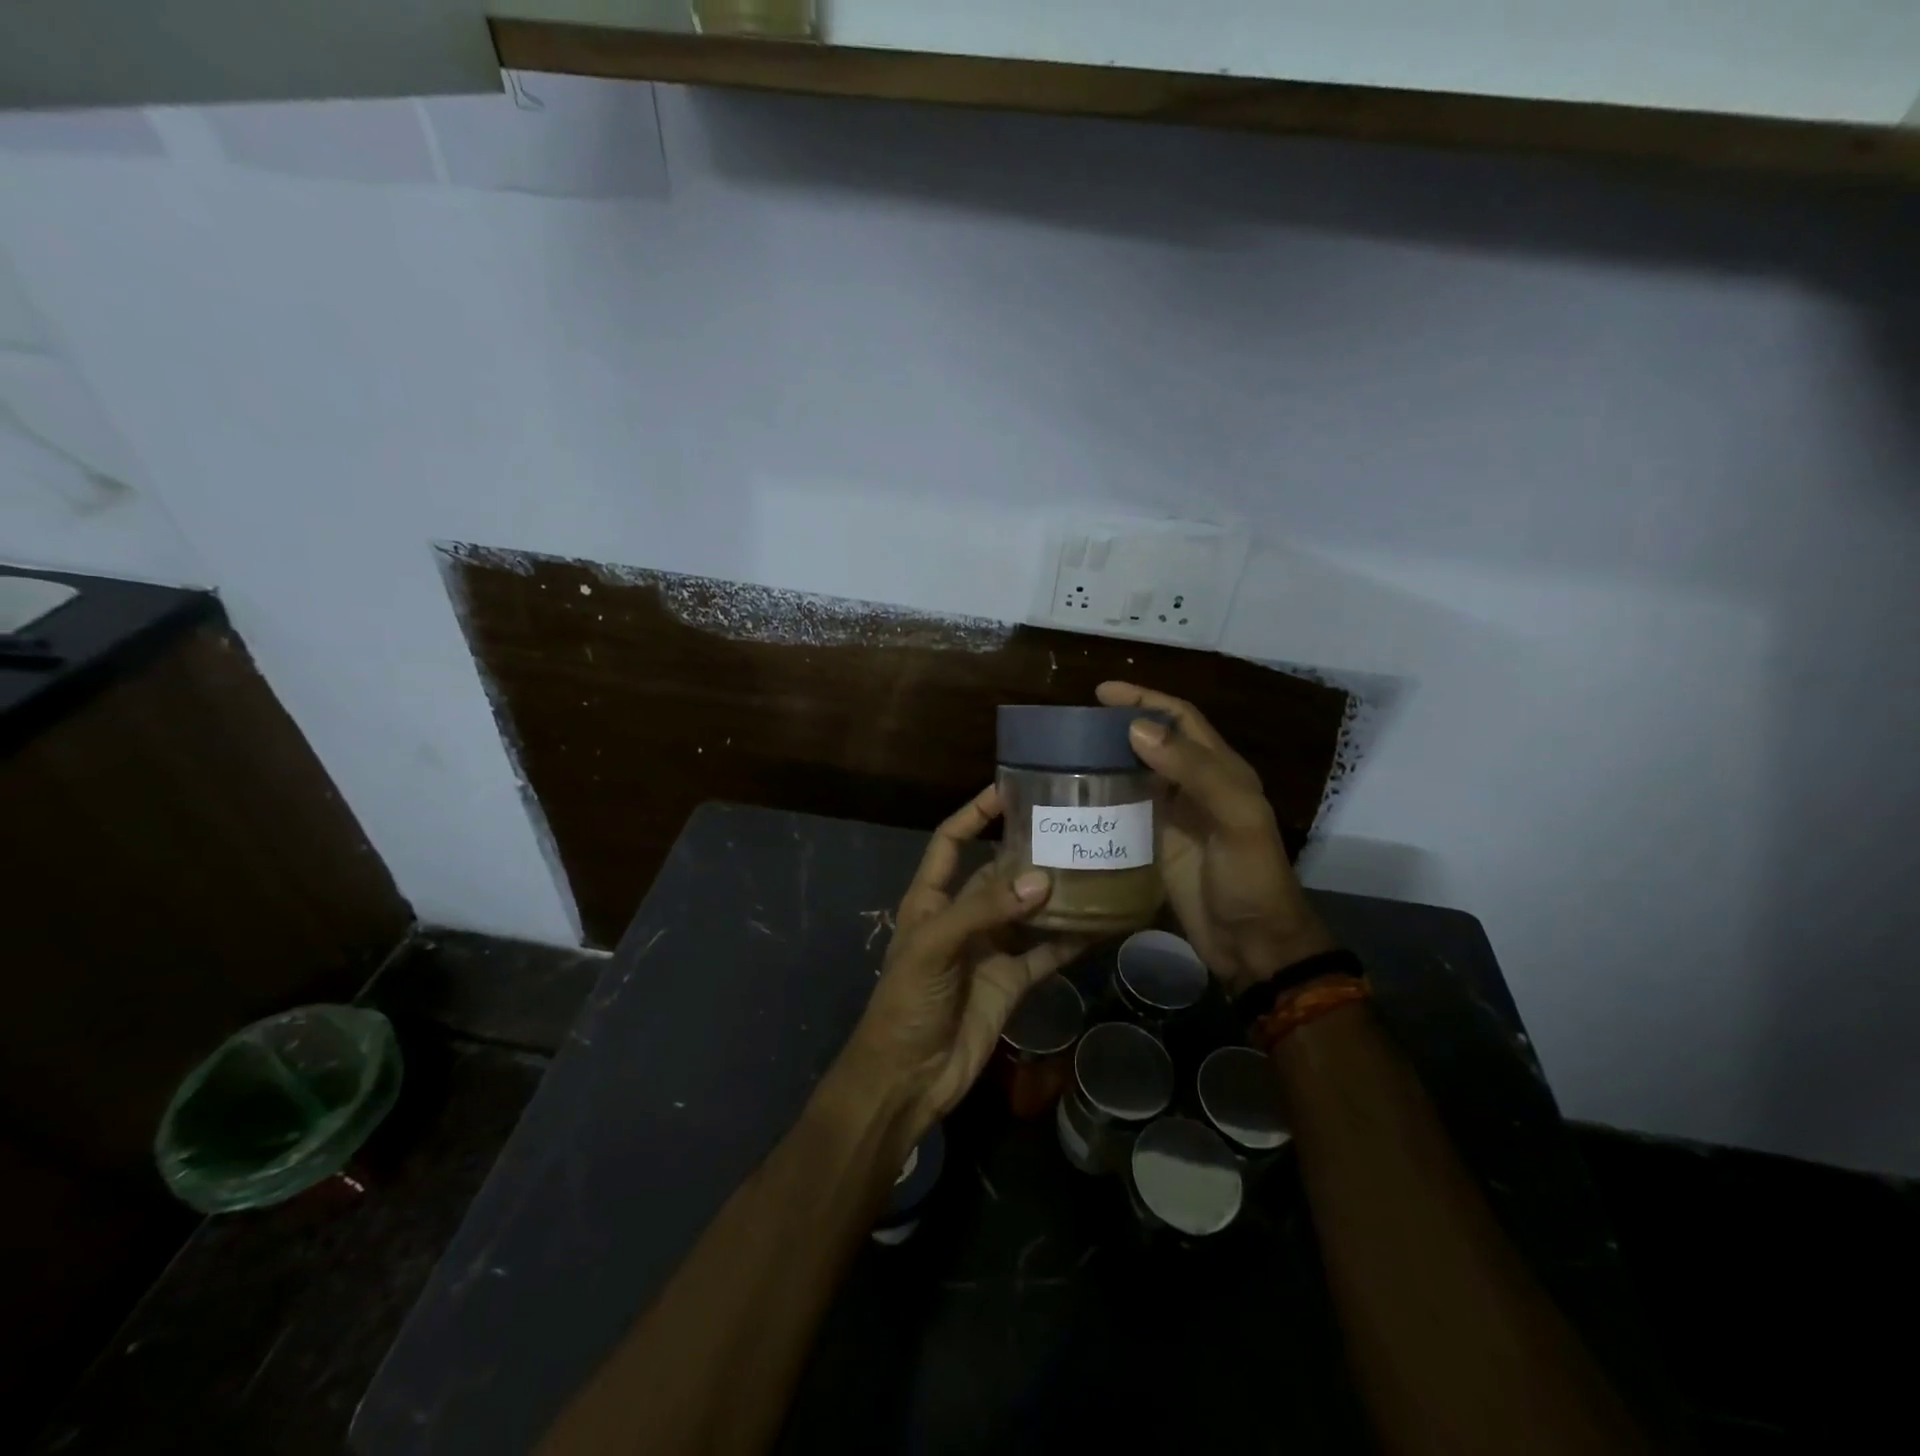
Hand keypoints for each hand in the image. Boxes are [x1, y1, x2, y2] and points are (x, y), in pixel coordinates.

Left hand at [837, 786, 1087, 1138]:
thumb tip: (1042, 879)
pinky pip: (1045, 952)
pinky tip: (1099, 923)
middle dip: (1028, 851)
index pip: (951, 841)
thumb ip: (984, 910)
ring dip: (1055, 893)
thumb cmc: (906, 1002)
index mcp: (931, 899)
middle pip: (998, 873)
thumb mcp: (934, 947)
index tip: (1008, 789)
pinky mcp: (1012, 981)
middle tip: (1072, 827)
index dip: (974, 814)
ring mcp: (990, 949)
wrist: (908, 1078)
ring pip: (1027, 910)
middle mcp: (963, 916)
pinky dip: (1070, 939)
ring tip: (1094, 865)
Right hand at [1097, 681, 1335, 997]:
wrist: (1252, 945)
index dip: (1144, 699)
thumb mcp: (1236, 818)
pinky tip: (1072, 801)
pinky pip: (1122, 813)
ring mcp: (1171, 818)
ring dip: (1103, 762)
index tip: (1101, 692)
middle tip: (1072, 726)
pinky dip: (1100, 801)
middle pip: (1151, 743)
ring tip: (1063, 756)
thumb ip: (1195, 771)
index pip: (1179, 719)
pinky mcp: (1153, 846)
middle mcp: (1193, 787)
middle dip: (1116, 727)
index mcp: (1220, 770)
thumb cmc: (1250, 877)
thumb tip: (1136, 728)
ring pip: (1133, 776)